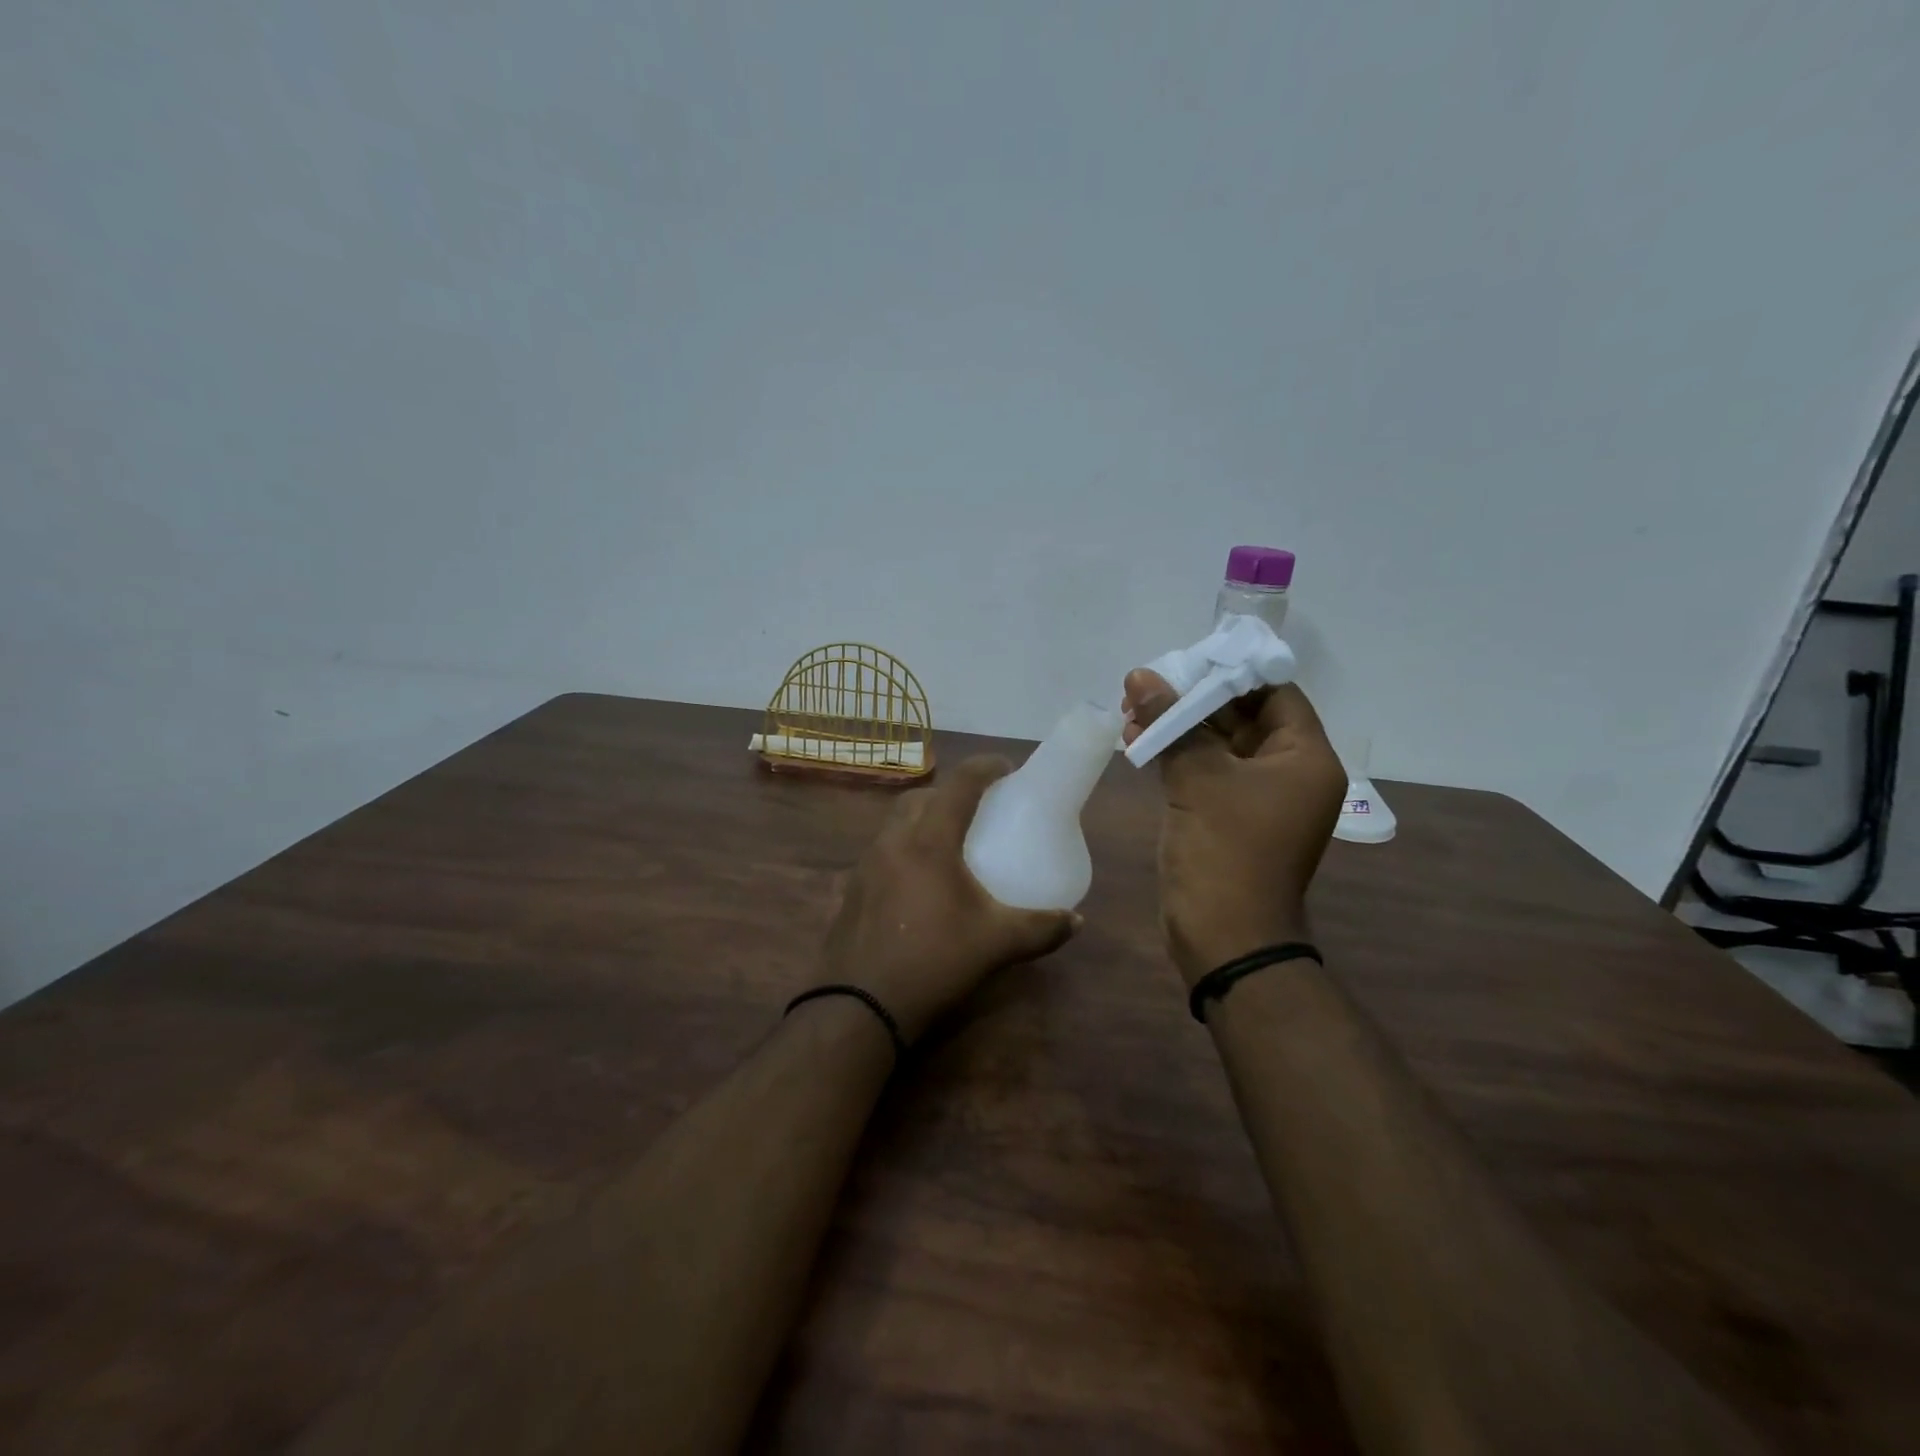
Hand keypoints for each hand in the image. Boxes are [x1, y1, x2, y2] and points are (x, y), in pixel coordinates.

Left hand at [817, 756, 1081, 1042]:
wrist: (858, 1006)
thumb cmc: (933, 962)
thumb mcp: (996, 944)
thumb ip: (1041, 928)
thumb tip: (1076, 920)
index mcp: (929, 842)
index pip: (959, 785)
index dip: (985, 767)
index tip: (1008, 768)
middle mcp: (893, 841)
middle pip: (922, 797)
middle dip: (951, 791)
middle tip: (979, 808)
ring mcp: (866, 864)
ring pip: (897, 822)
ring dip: (924, 818)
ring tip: (950, 842)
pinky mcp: (853, 888)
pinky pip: (883, 850)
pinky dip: (905, 847)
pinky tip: (921, 882)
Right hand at [1121, 670, 1345, 986]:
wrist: (1223, 938)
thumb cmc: (1225, 852)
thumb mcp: (1199, 778)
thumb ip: (1173, 722)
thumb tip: (1141, 675)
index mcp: (1305, 759)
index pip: (1273, 693)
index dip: (1230, 672)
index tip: (1184, 660)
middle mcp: (1289, 774)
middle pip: (1243, 716)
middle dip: (1192, 699)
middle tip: (1145, 685)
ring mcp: (1258, 798)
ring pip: (1218, 744)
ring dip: (1178, 727)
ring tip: (1130, 710)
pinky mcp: (1228, 817)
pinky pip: (1206, 771)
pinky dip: (1176, 755)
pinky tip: (1137, 741)